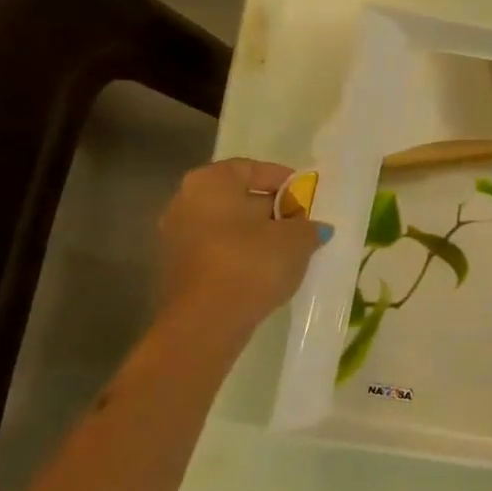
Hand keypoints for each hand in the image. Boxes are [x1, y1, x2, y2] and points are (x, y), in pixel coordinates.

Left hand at [156, 159, 330, 332]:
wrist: (206, 322)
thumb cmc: (251, 263)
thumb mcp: (296, 240)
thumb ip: (309, 227)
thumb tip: (315, 227)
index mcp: (211, 182)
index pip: (252, 168)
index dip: (284, 180)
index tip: (306, 195)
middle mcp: (185, 201)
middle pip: (236, 197)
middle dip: (270, 209)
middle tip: (301, 223)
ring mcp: (175, 237)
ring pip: (226, 226)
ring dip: (256, 234)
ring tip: (288, 250)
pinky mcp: (177, 269)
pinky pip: (217, 250)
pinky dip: (240, 254)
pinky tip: (265, 270)